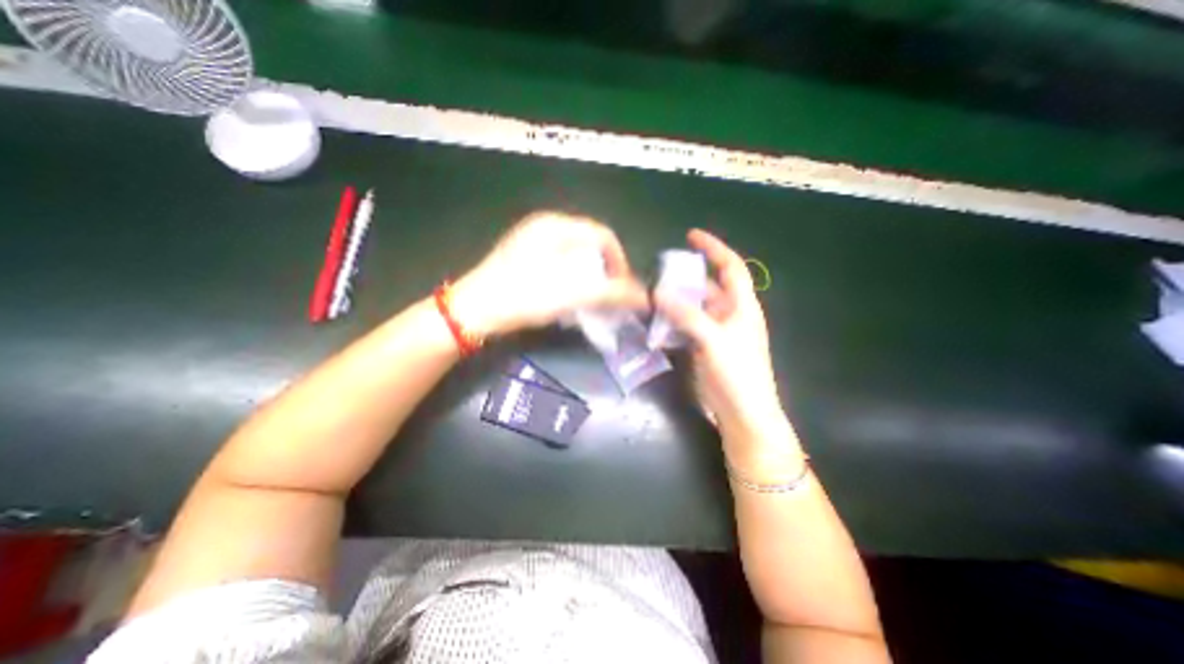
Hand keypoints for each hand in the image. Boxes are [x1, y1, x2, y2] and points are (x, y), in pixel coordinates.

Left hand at [451, 212, 646, 337]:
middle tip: (607, 296)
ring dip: (588, 277)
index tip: (622, 289)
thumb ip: (611, 293)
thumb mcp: (571, 294)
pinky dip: (571, 278)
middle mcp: (545, 226)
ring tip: (589, 298)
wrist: (474, 311)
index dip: (620, 261)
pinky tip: (567, 296)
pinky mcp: (523, 257)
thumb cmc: (524, 296)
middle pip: (589, 245)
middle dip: (604, 271)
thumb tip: (644, 297)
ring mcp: (531, 241)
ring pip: (574, 256)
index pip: (603, 235)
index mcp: (556, 225)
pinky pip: (559, 263)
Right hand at [651, 231, 798, 462]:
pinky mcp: (705, 347)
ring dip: (677, 300)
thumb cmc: (737, 374)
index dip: (714, 248)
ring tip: (653, 295)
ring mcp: (717, 332)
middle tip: (660, 272)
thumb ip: (687, 315)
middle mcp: (730, 315)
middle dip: (687, 277)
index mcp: (742, 306)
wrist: (743, 414)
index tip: (691, 236)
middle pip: (708, 287)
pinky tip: (657, 321)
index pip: (731, 267)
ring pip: (695, 307)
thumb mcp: (713, 340)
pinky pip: (687, 326)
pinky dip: (674, 321)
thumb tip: (658, 293)